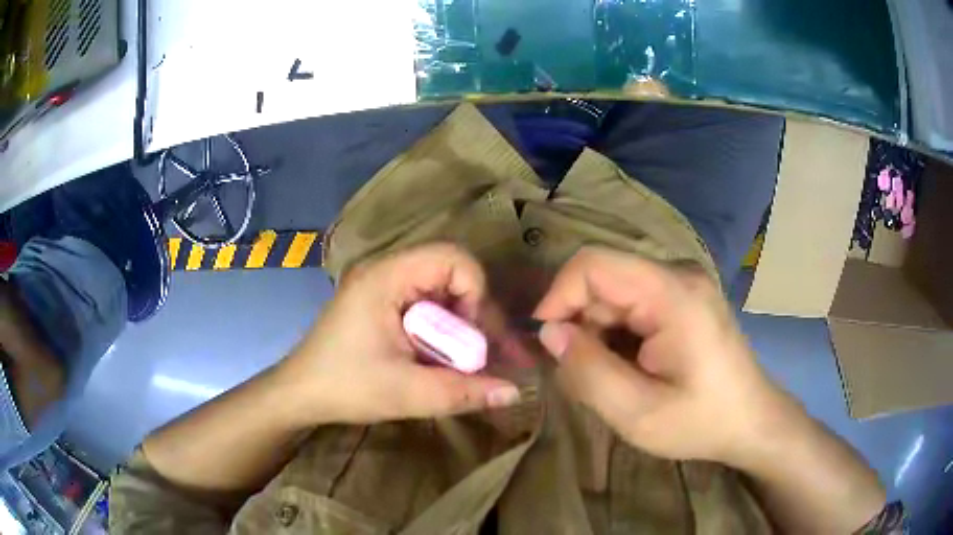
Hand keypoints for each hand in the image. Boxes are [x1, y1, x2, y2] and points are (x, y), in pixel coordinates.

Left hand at [278, 243, 520, 424]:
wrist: (299, 394)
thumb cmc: (345, 387)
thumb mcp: (407, 394)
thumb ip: (464, 392)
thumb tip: (515, 392)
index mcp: (386, 278)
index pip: (452, 258)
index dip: (475, 292)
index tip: (473, 338)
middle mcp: (385, 271)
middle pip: (450, 273)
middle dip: (472, 314)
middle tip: (479, 355)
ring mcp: (381, 286)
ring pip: (440, 291)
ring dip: (458, 325)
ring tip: (463, 361)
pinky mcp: (380, 304)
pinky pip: (424, 304)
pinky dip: (441, 329)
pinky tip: (440, 358)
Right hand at [533, 247, 795, 465]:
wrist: (751, 421)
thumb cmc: (701, 421)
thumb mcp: (638, 412)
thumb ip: (588, 372)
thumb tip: (550, 333)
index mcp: (673, 293)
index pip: (593, 264)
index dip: (558, 296)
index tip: (546, 342)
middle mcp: (678, 274)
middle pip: (604, 280)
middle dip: (581, 325)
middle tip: (584, 375)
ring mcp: (683, 283)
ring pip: (615, 294)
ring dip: (599, 334)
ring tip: (613, 378)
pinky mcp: (684, 297)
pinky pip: (633, 304)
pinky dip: (618, 334)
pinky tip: (631, 367)